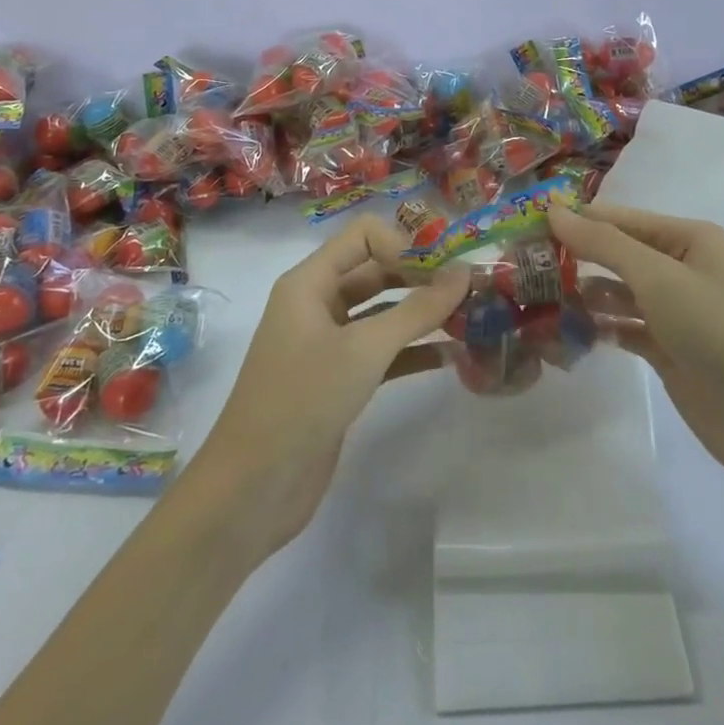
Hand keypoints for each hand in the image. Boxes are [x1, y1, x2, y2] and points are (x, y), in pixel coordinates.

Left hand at [188, 216, 468, 562]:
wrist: (253, 488)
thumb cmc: (303, 400)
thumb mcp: (365, 349)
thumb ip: (417, 309)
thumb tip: (464, 272)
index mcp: (310, 282)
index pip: (363, 236)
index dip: (404, 243)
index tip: (445, 268)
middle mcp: (317, 304)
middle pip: (375, 271)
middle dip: (420, 277)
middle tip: (470, 289)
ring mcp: (327, 344)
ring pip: (381, 313)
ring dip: (421, 315)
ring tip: (470, 319)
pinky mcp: (338, 380)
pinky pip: (381, 352)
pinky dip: (412, 351)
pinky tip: (451, 358)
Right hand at [549, 203, 723, 492]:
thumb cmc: (716, 332)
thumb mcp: (658, 278)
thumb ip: (603, 244)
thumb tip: (553, 210)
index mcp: (685, 238)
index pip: (617, 219)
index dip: (574, 222)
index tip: (523, 229)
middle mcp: (679, 266)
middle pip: (615, 254)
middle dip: (574, 259)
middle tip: (522, 267)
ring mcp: (673, 310)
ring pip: (616, 292)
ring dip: (582, 295)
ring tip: (536, 301)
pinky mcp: (667, 348)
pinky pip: (622, 327)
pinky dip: (598, 327)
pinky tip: (566, 332)